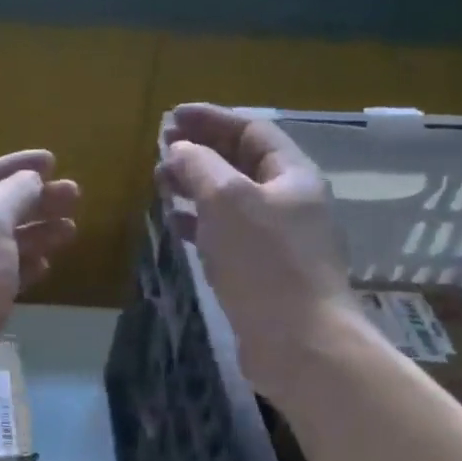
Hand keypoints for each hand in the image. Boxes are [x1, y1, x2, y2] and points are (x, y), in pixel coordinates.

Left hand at [0, 149, 79, 382]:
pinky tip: (48, 264)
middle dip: (34, 200)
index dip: (14, 166)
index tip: (53, 162)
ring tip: (72, 228)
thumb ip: (11, 195)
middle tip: (75, 195)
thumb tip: (30, 181)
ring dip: (37, 232)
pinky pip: (4, 277)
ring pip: (3, 245)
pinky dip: (27, 266)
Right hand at [157, 104, 357, 387]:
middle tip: (161, 150)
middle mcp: (290, 201)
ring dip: (197, 185)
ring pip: (232, 198)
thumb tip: (179, 150)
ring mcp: (280, 239)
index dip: (211, 118)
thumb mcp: (227, 200)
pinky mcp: (265, 271)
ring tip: (161, 183)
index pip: (251, 130)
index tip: (171, 117)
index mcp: (292, 175)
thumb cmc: (265, 262)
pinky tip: (176, 224)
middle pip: (242, 162)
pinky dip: (201, 221)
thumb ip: (199, 166)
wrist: (301, 343)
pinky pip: (228, 232)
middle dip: (201, 150)